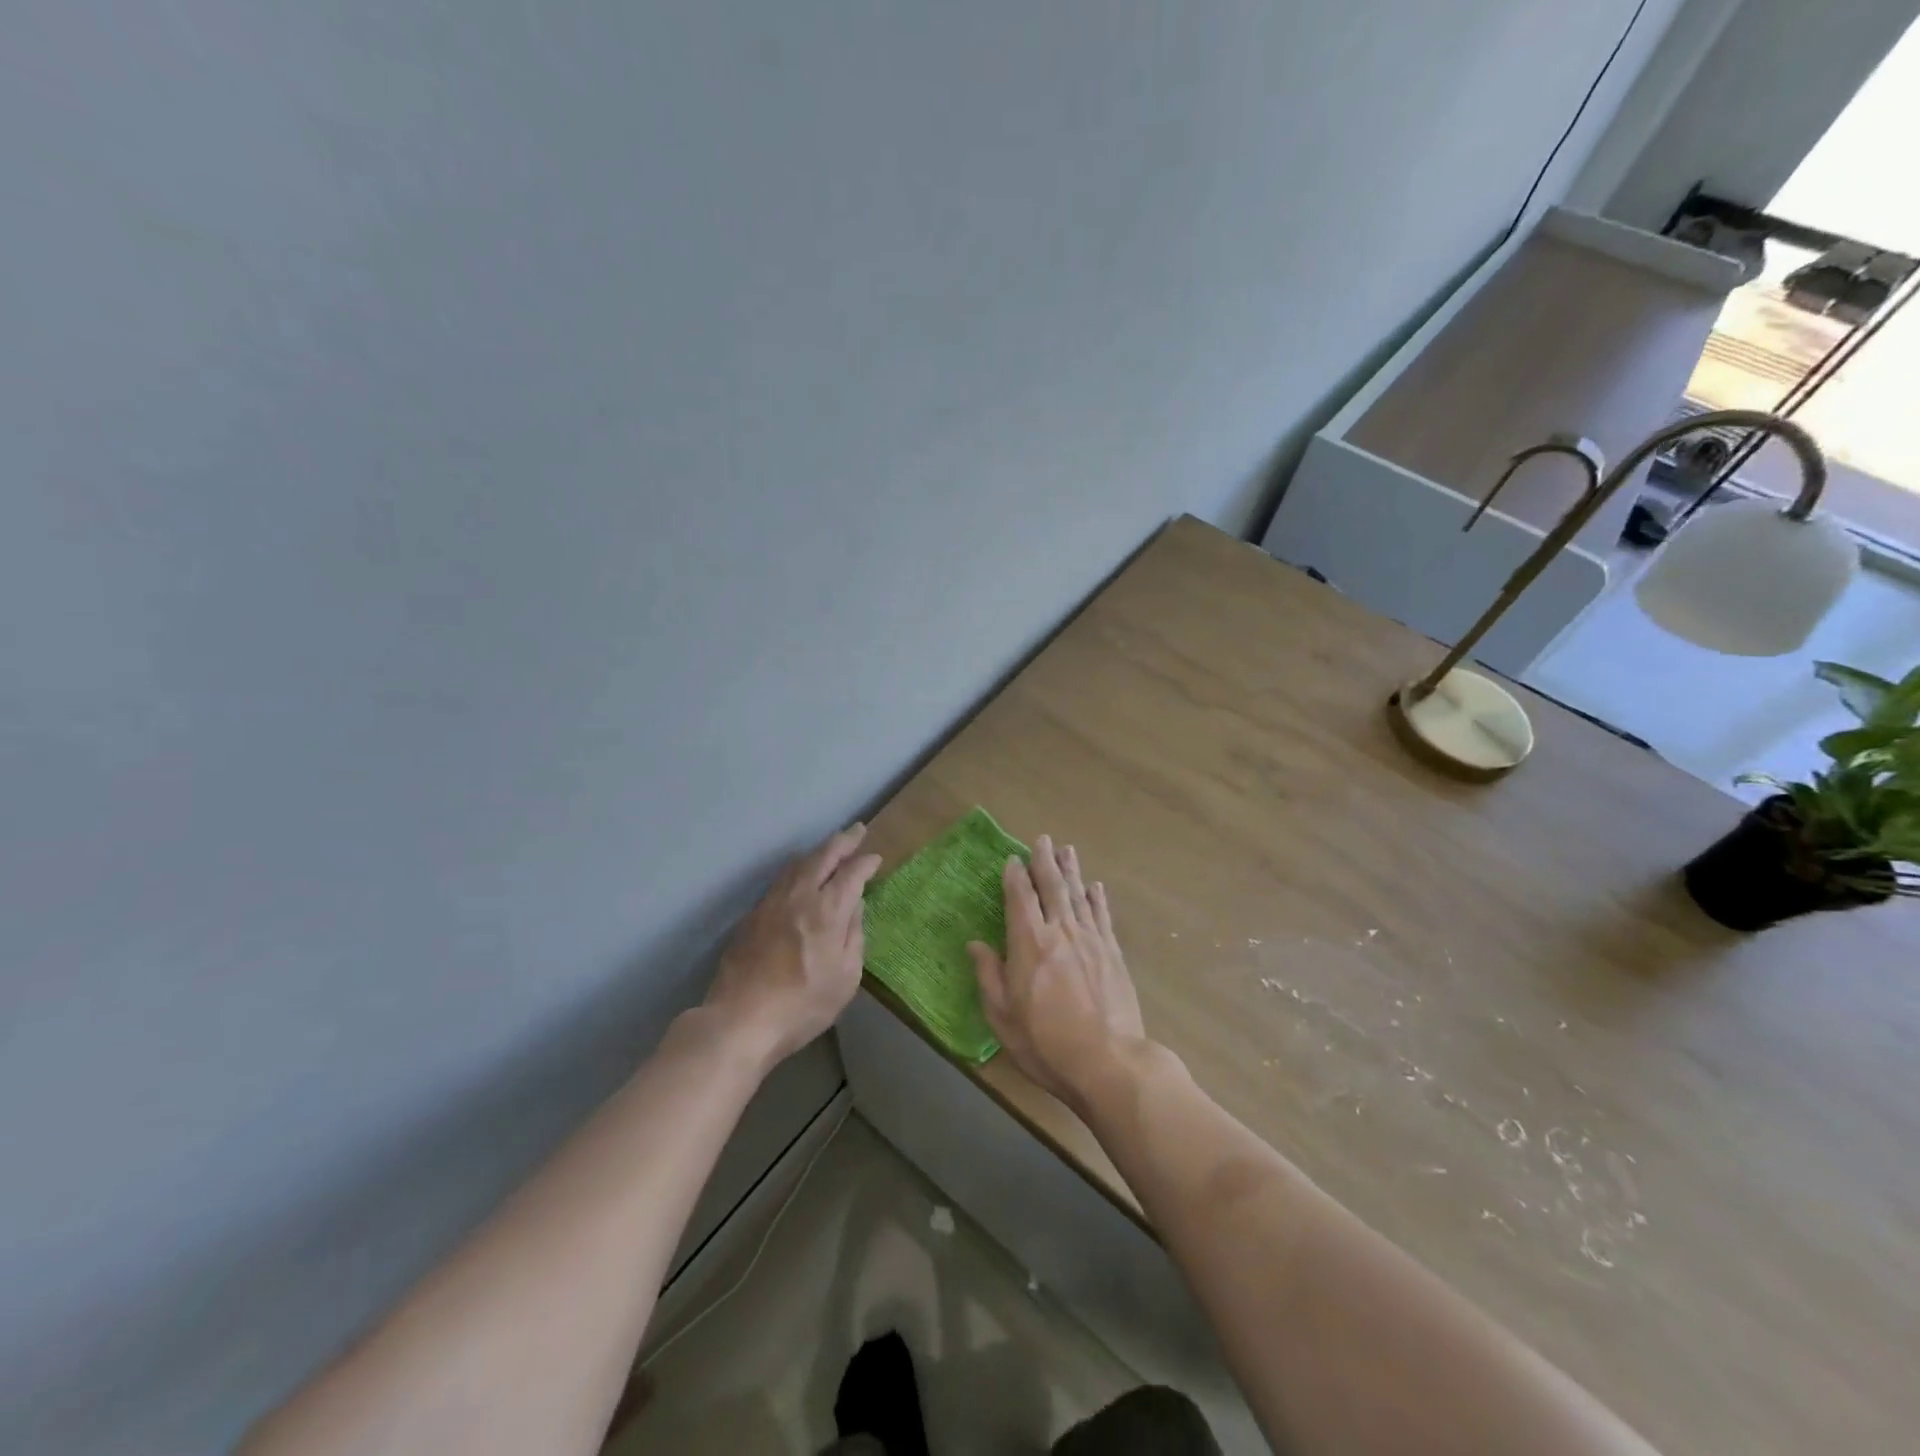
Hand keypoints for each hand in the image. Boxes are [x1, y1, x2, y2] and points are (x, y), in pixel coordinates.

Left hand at [707, 824, 882, 1065]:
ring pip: (797, 864)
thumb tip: (855, 906)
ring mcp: (771, 903)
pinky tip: (799, 878)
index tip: (875, 858)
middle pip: (823, 856)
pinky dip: (797, 870)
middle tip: (857, 831)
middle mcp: (799, 896)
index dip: (866, 862)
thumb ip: (854, 936)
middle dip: (843, 841)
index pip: (851, 873)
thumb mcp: (846, 978)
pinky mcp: (752, 916)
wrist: (740, 1020)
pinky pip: (780, 881)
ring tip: (829, 850)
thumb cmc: (802, 1006)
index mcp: (827, 910)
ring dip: (817, 852)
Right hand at [968, 835, 1146, 1114]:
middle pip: (1052, 886)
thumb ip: (989, 976)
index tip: (1012, 859)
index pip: (1020, 898)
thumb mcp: (1003, 1016)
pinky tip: (1095, 887)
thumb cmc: (1046, 1043)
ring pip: (1078, 894)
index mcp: (1029, 943)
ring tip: (1066, 850)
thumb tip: (975, 944)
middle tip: (1042, 840)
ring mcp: (1091, 939)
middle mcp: (1060, 931)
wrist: (1108, 1061)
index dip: (1015, 875)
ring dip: (1071, 870)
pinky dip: (1097, 898)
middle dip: (1044, 861)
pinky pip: (1102, 916)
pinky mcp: (1112, 953)